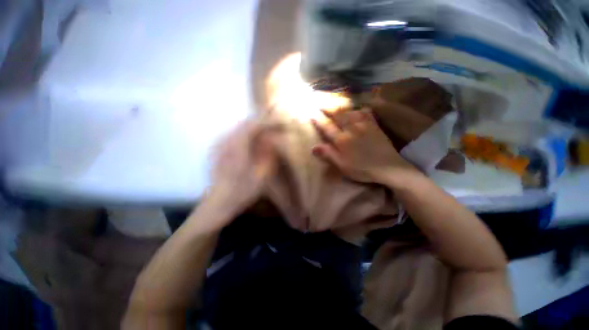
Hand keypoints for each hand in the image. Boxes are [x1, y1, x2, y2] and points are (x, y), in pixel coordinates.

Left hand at [203, 120, 276, 224]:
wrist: (219, 203)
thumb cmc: (242, 191)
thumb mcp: (262, 175)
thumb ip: (268, 154)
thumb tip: (272, 138)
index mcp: (236, 147)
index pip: (254, 126)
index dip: (269, 122)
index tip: (282, 123)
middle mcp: (225, 141)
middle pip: (246, 123)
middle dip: (262, 123)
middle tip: (276, 127)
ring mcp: (219, 144)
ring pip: (239, 128)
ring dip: (254, 128)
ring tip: (267, 133)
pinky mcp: (217, 149)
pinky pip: (234, 134)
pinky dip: (246, 134)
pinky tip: (254, 141)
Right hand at [311, 108, 416, 183]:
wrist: (388, 167)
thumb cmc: (362, 169)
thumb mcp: (342, 166)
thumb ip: (328, 154)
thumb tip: (313, 147)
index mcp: (342, 140)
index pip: (327, 127)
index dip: (318, 119)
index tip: (311, 112)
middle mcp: (352, 129)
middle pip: (338, 115)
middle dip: (328, 108)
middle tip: (320, 102)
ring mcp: (364, 126)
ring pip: (351, 112)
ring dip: (342, 107)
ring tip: (336, 104)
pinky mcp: (375, 126)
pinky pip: (366, 114)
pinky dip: (361, 110)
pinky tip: (359, 109)